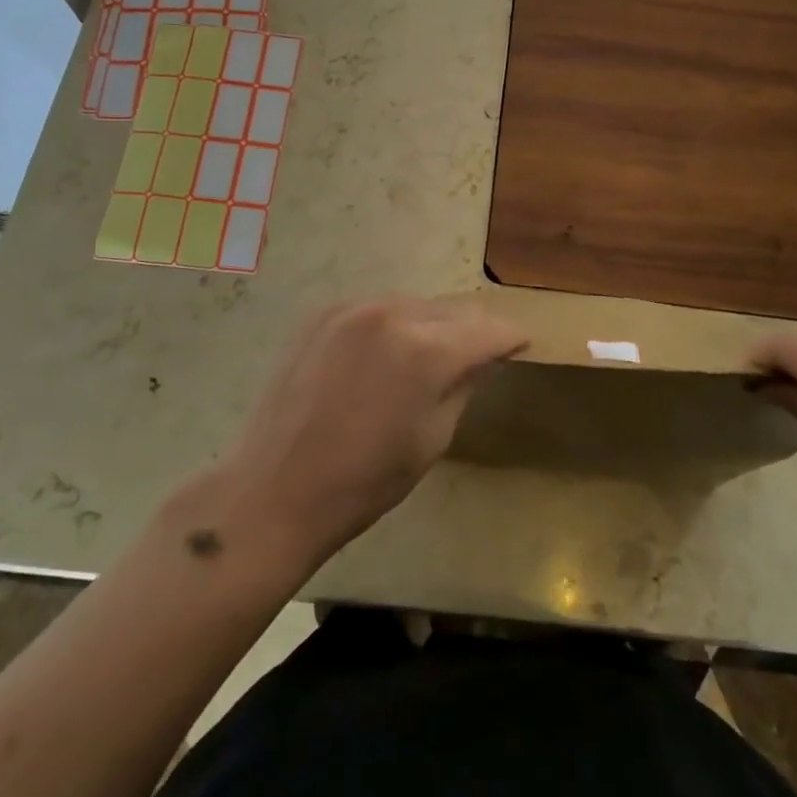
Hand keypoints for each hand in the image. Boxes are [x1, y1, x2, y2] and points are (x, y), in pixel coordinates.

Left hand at [226, 297, 526, 564]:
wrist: (274, 490)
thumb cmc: (364, 481)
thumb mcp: (432, 439)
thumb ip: (463, 386)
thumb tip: (483, 357)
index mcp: (425, 351)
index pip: (487, 330)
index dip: (510, 337)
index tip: (522, 343)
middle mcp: (391, 315)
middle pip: (452, 309)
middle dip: (473, 329)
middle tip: (485, 349)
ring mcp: (351, 309)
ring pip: (414, 305)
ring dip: (433, 324)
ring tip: (433, 353)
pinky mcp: (322, 315)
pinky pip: (376, 309)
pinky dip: (393, 325)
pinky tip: (387, 353)